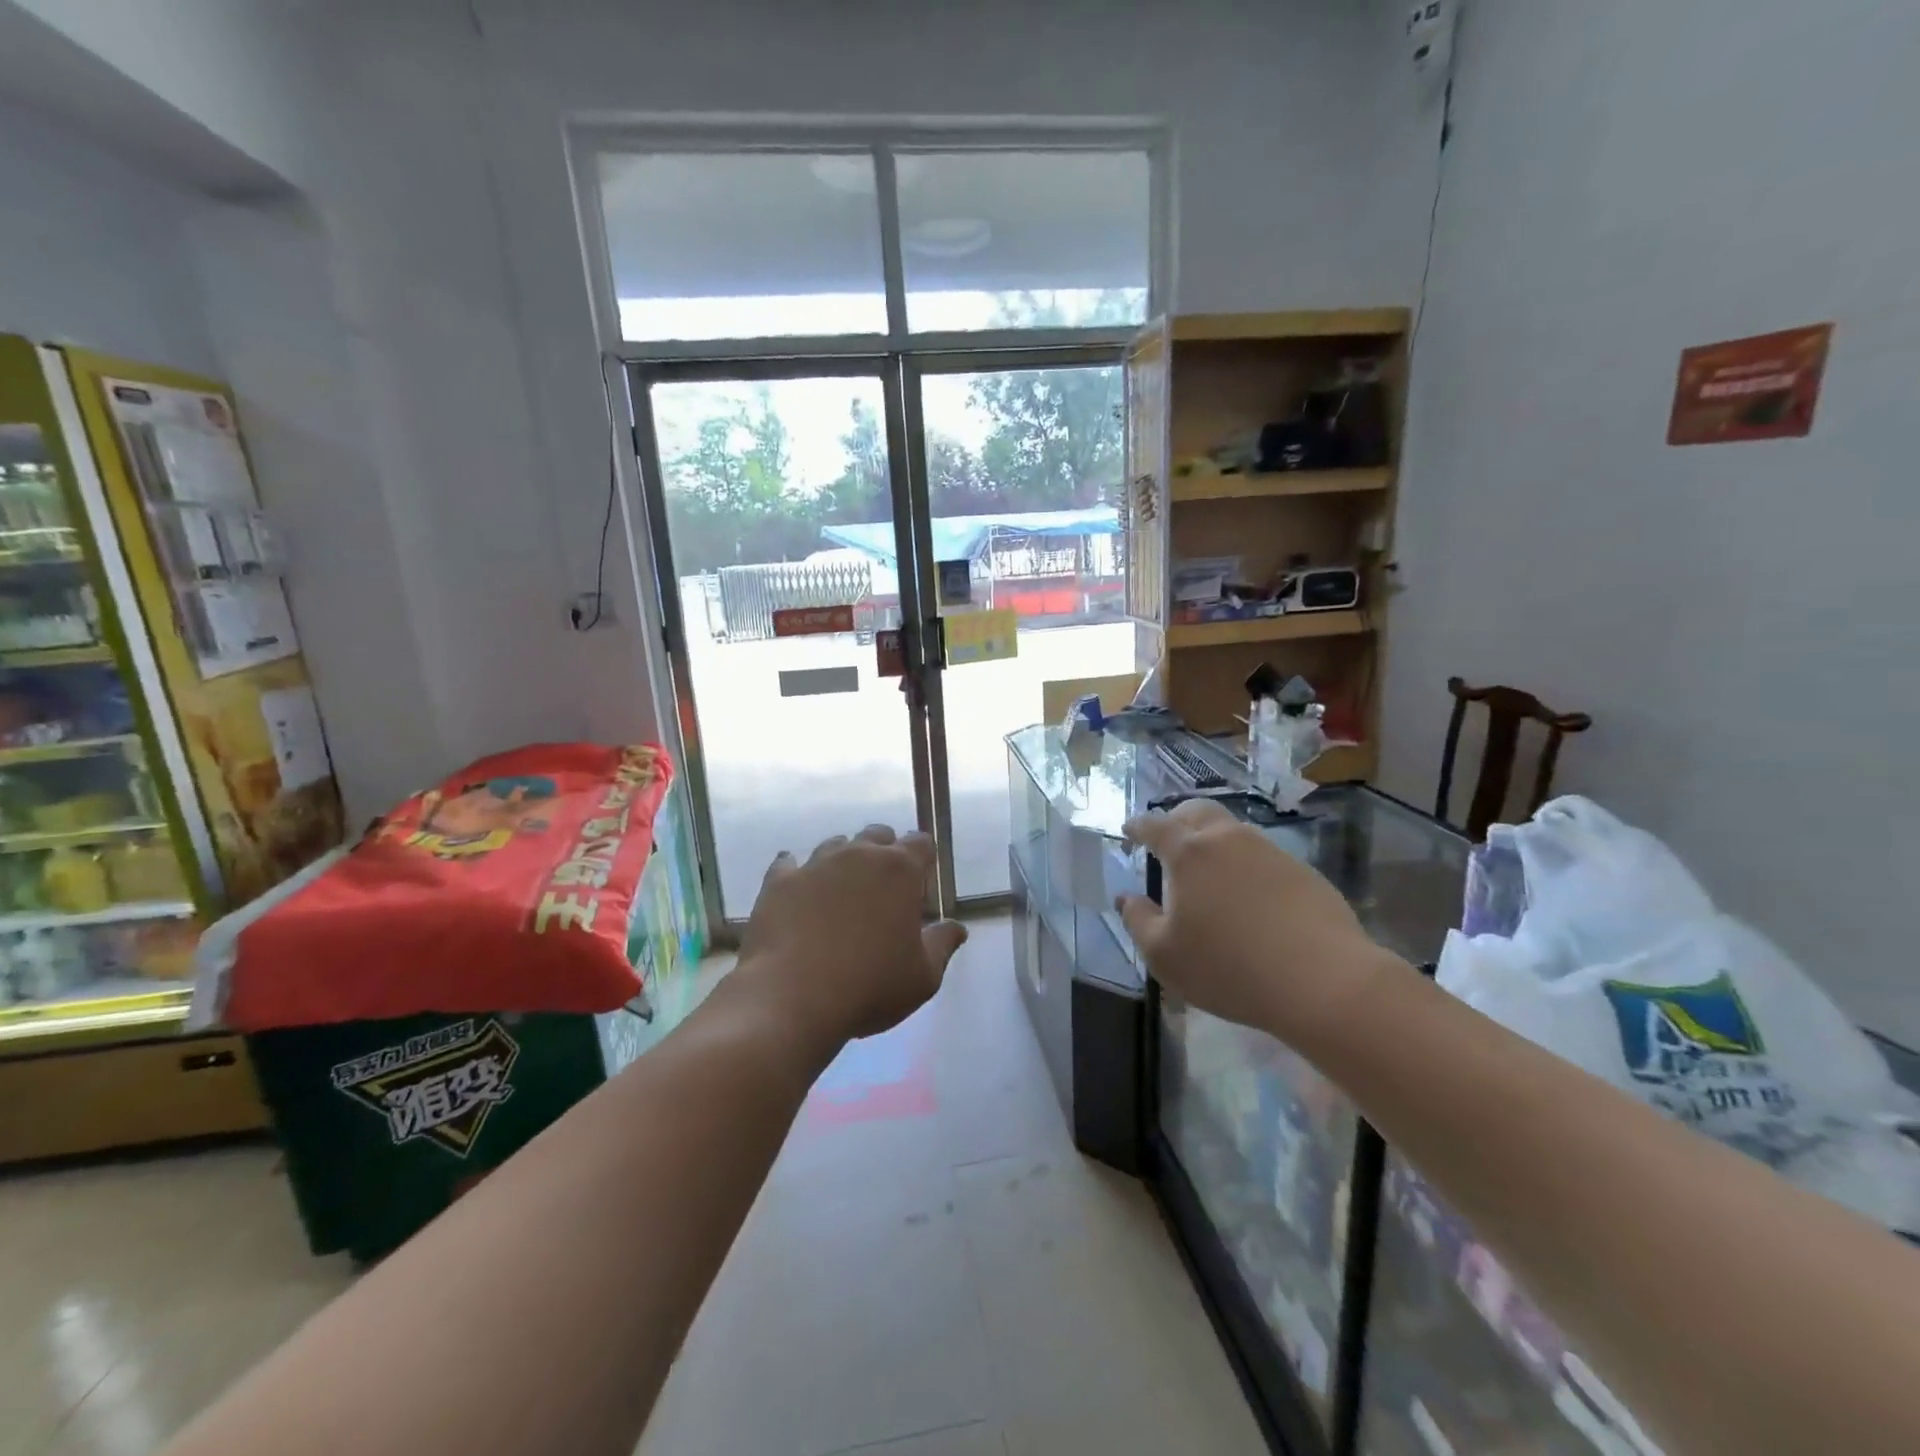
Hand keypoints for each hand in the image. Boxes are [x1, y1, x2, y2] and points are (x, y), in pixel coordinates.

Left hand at [736, 825, 966, 1051]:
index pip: (921, 843)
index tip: (921, 886)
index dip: (924, 860)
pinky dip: (797, 872)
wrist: (791, 998)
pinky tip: (798, 890)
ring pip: (836, 845)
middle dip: (885, 853)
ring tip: (841, 894)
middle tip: (883, 890)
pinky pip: (789, 864)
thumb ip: (942, 945)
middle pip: (878, 835)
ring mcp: (815, 864)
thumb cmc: (869, 986)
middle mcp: (859, 855)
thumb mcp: (923, 977)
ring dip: (844, 861)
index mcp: (900, 870)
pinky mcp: (779, 881)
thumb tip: (957, 928)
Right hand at [1118, 800, 1386, 1038]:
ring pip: (1232, 831)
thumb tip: (1126, 898)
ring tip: (1207, 873)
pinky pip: (1262, 856)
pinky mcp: (1302, 871)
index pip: (1155, 825)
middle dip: (1176, 820)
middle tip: (1167, 842)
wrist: (1323, 981)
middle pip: (1197, 812)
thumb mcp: (1164, 955)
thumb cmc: (1229, 967)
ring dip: (1212, 841)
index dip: (1138, 826)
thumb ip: (1137, 920)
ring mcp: (1270, 851)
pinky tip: (1248, 898)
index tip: (1128, 831)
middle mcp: (1228, 839)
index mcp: (1189, 853)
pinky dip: (1244, 865)